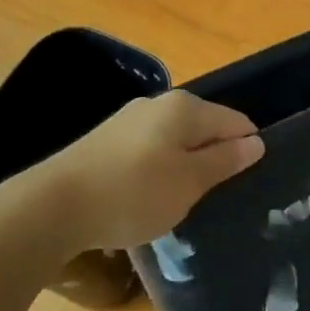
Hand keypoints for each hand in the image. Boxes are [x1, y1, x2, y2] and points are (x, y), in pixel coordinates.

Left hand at [41, 91, 262, 252]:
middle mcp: (158, 104)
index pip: (235, 121)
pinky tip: (148, 197)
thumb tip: (256, 142)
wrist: (53, 206)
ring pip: (175, 140)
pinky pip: (149, 150)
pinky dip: (158, 170)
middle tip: (216, 197)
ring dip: (184, 166)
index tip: (248, 181)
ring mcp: (129, 120)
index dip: (247, 148)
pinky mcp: (107, 140)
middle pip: (203, 127)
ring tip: (183, 202)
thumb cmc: (133, 193)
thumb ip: (224, 161)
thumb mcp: (189, 183)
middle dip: (214, 157)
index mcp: (185, 108)